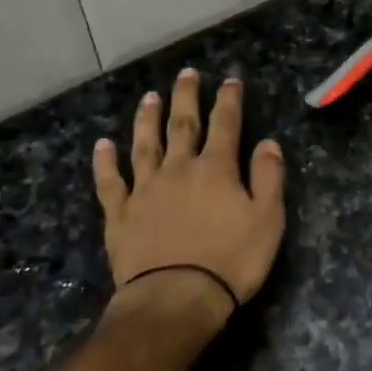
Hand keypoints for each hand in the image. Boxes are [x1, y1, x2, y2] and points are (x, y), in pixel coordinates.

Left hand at [93, 70, 286, 319]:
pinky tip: (103, 145)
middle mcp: (178, 170)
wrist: (177, 297)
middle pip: (182, 125)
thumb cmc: (231, 260)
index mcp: (216, 170)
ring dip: (147, 120)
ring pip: (144, 145)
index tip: (230, 80)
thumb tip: (268, 142)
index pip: (225, 125)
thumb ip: (268, 177)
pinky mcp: (121, 215)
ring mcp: (145, 190)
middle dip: (186, 98)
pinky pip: (111, 182)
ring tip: (149, 97)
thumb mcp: (267, 220)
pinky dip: (106, 162)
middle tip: (187, 73)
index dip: (229, 100)